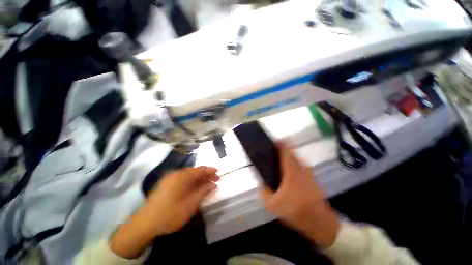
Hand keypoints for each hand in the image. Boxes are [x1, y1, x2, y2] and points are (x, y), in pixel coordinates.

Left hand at [110, 166, 218, 258]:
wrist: (145, 224)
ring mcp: (170, 178)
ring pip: (189, 175)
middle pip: (195, 171)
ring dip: (199, 179)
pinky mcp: (166, 184)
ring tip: (207, 184)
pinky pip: (183, 179)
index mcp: (182, 176)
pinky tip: (195, 188)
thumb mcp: (191, 204)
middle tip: (215, 180)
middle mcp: (176, 174)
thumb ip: (204, 191)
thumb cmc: (171, 213)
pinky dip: (191, 182)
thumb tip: (214, 184)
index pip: (200, 169)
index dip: (211, 170)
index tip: (219, 173)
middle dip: (206, 175)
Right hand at [260, 144, 339, 247]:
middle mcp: (301, 168)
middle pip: (291, 152)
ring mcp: (308, 173)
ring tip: (278, 163)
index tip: (272, 142)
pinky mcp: (312, 178)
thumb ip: (263, 191)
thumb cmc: (295, 210)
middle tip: (273, 153)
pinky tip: (288, 174)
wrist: (319, 222)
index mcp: (291, 171)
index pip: (285, 151)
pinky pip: (300, 166)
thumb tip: (260, 183)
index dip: (279, 144)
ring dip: (288, 157)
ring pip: (296, 159)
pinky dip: (293, 165)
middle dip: (282, 149)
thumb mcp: (272, 204)